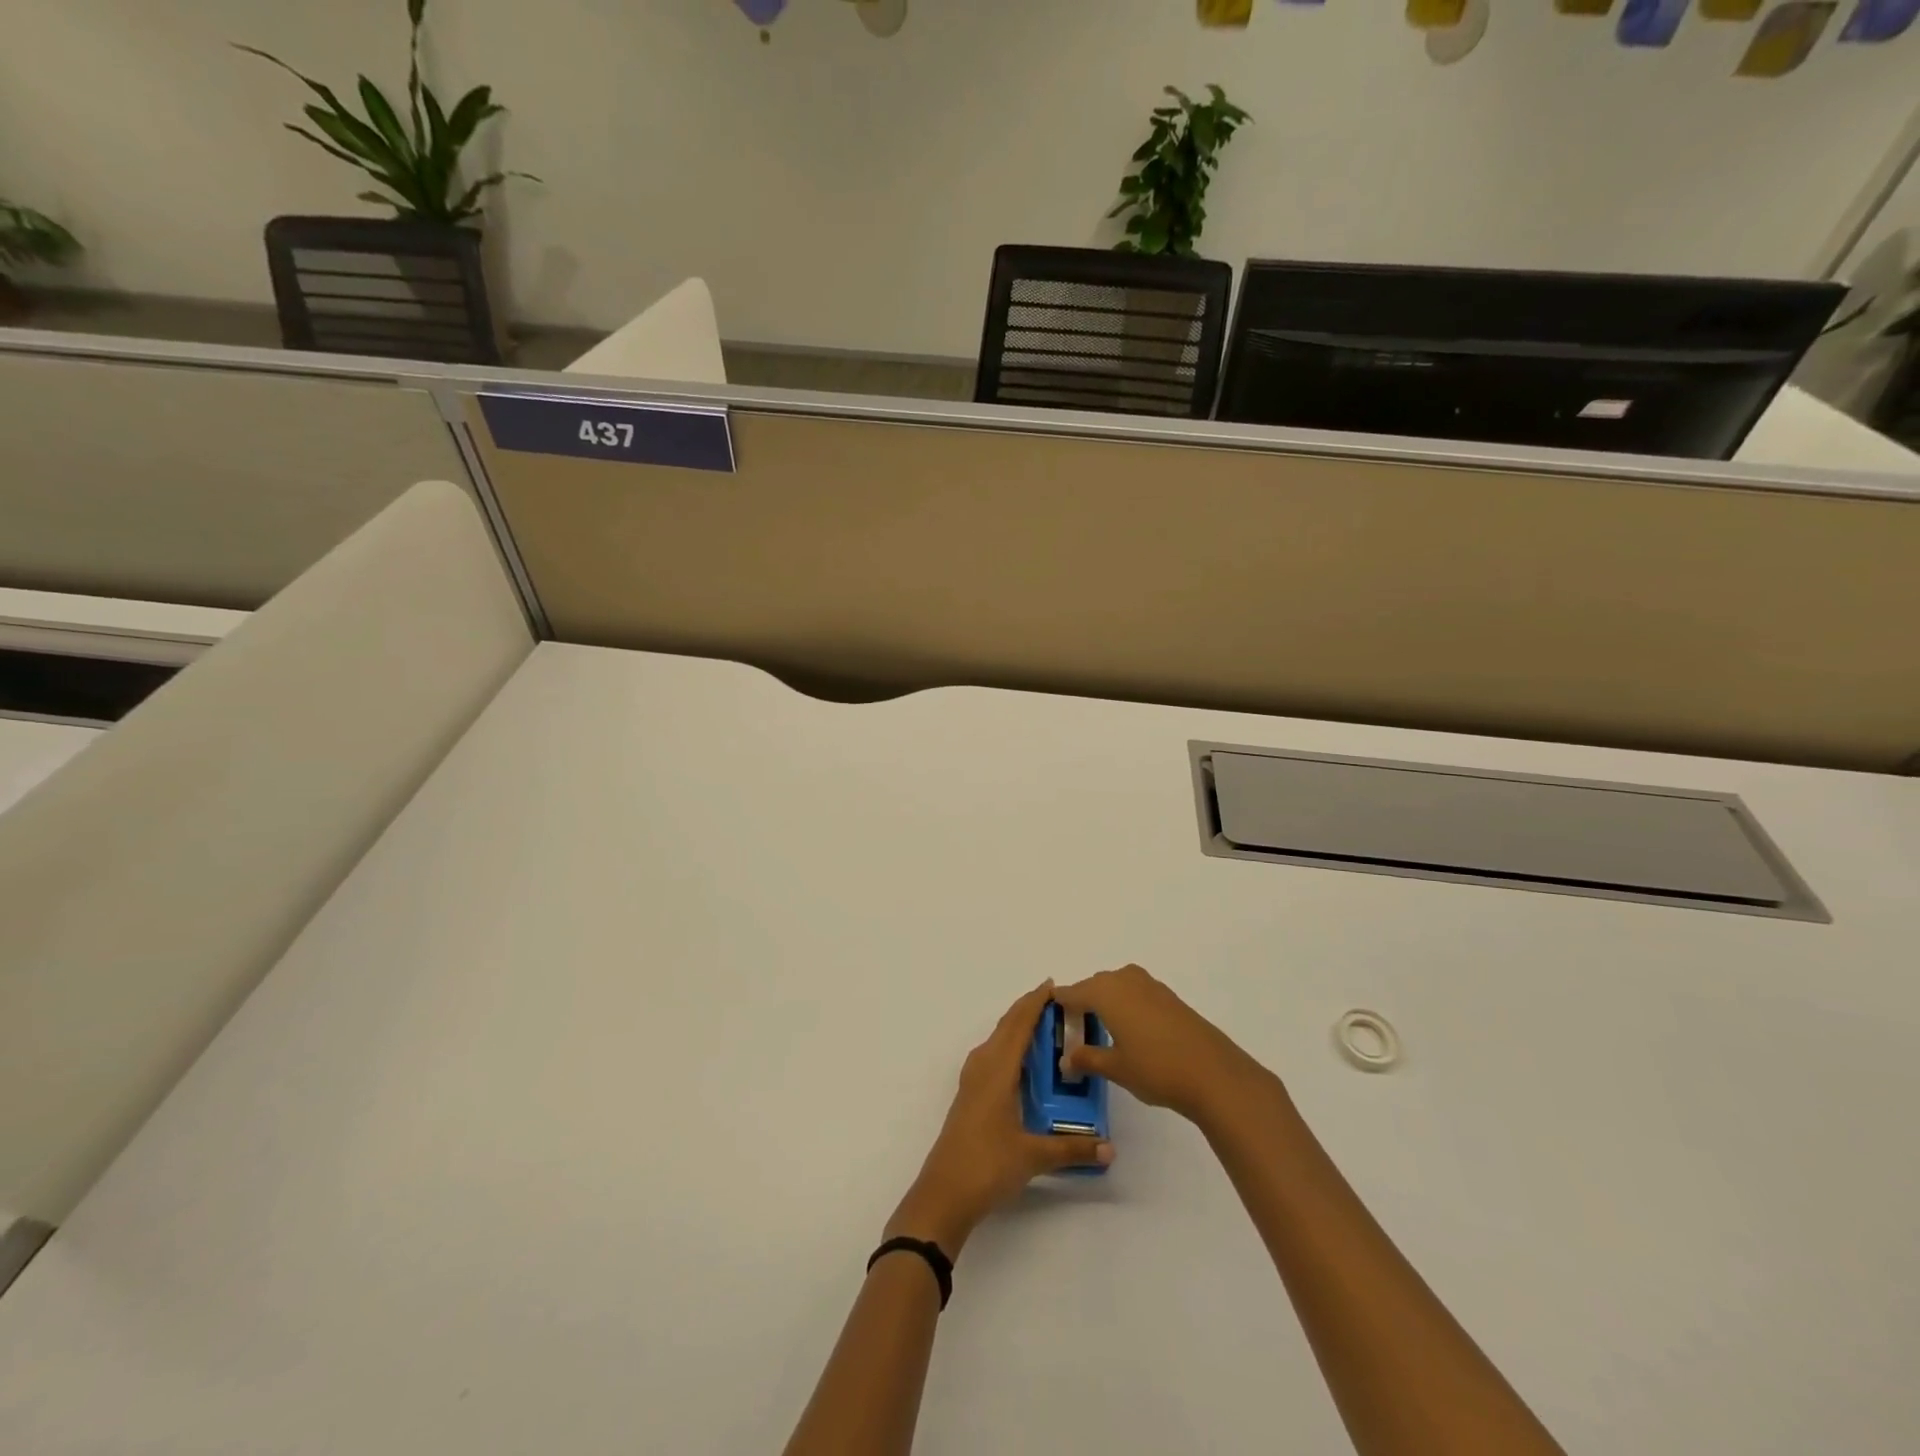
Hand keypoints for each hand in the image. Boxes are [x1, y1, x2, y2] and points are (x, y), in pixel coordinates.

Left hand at [886, 981, 1113, 1255]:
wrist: (943, 1194)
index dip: (1034, 1003)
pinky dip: (1009, 1047)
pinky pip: (992, 1057)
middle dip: (1028, 1010)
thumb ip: (1072, 1149)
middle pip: (1006, 1027)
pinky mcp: (970, 1096)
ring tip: (1045, 1028)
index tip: (1053, 986)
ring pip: (997, 1041)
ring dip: (1017, 1028)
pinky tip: (1023, 1063)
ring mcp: (972, 1081)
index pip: (1018, 1025)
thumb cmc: (986, 1165)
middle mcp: (982, 1067)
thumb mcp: (1033, 1156)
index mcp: (997, 1070)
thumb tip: (1109, 1148)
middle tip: (1057, 1003)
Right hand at [1055, 964, 1269, 1127]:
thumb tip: (1066, 1059)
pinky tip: (1129, 1032)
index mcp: (1105, 991)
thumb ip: (1087, 1059)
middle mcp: (1125, 979)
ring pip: (1116, 988)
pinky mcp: (1169, 997)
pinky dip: (1126, 1006)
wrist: (1214, 1073)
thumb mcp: (1115, 1068)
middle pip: (1094, 986)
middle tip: (1075, 1032)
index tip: (1050, 1020)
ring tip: (1102, 1033)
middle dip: (1082, 1004)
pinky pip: (1135, 993)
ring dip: (1106, 1004)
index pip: (1071, 993)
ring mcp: (1150, 985)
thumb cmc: (1156, 1068)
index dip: (1059, 1006)